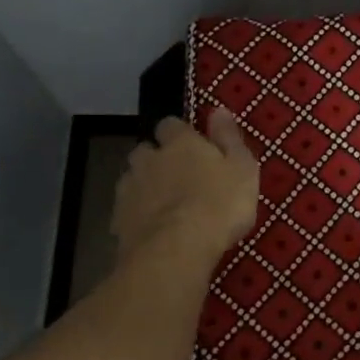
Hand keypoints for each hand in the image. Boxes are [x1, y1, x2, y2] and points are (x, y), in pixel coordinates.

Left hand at [111, 108, 259, 263]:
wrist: (176, 250)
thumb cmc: (219, 205)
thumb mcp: (241, 169)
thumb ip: (229, 138)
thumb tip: (219, 110)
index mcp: (179, 143)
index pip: (171, 125)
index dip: (179, 134)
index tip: (192, 146)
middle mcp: (149, 159)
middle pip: (145, 150)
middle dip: (156, 159)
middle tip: (176, 177)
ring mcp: (129, 189)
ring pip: (132, 179)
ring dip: (144, 186)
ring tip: (163, 206)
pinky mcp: (118, 220)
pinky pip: (127, 210)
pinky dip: (137, 215)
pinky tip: (151, 230)